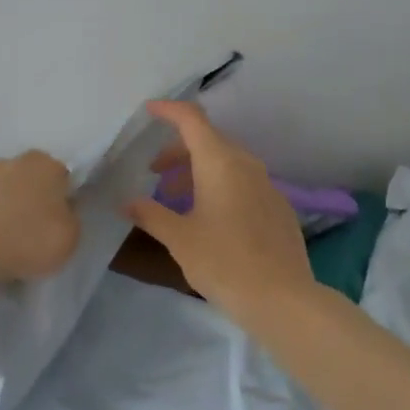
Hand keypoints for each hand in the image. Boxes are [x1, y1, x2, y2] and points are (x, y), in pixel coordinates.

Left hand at [0, 150, 80, 283]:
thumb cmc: (26, 241)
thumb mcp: (70, 238)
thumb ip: (70, 219)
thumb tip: (61, 212)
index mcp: (46, 165)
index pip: (62, 177)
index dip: (62, 200)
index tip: (57, 223)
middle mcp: (13, 162)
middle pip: (29, 181)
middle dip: (31, 200)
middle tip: (32, 232)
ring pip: (1, 193)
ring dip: (4, 210)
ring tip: (4, 243)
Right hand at [125, 102, 314, 319]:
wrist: (282, 299)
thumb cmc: (223, 262)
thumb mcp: (179, 239)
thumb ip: (150, 215)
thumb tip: (126, 202)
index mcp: (220, 162)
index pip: (192, 119)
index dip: (168, 110)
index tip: (148, 110)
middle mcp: (246, 164)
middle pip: (209, 141)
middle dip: (178, 151)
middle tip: (154, 173)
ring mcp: (267, 185)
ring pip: (227, 163)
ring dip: (198, 171)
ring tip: (176, 200)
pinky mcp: (278, 207)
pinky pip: (243, 183)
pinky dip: (220, 187)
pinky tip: (210, 218)